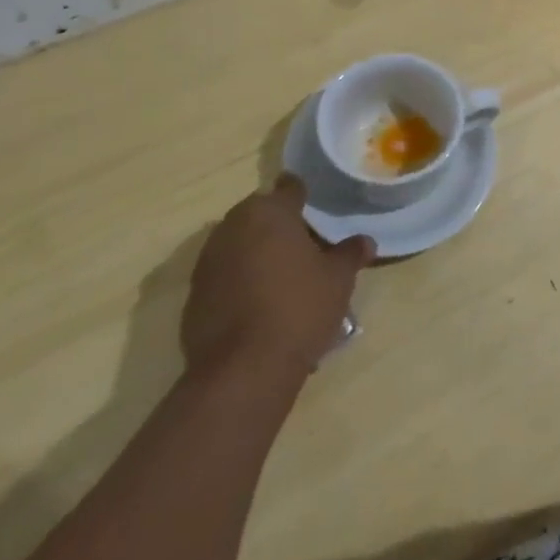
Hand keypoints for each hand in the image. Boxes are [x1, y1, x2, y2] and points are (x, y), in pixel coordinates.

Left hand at [181, 175, 374, 382]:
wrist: (243, 370)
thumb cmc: (299, 308)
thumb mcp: (339, 279)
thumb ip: (350, 253)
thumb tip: (365, 241)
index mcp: (268, 212)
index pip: (289, 188)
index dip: (303, 194)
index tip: (316, 204)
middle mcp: (232, 227)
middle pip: (260, 215)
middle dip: (279, 225)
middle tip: (305, 244)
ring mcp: (208, 262)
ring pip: (239, 244)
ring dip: (258, 253)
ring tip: (284, 276)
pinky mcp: (194, 296)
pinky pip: (224, 276)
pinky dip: (241, 281)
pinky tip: (261, 304)